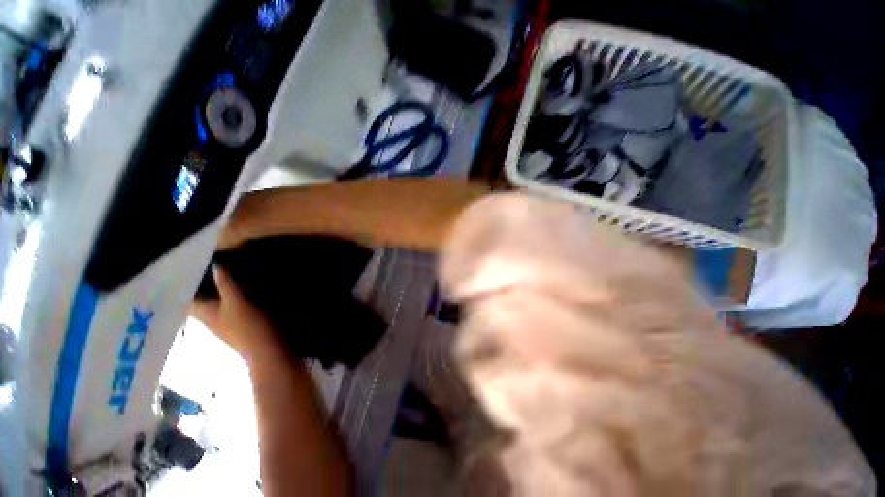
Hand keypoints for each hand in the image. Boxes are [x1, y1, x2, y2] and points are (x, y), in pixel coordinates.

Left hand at [191, 266, 280, 362]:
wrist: (269, 350)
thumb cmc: (248, 327)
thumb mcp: (237, 302)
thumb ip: (226, 284)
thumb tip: (216, 265)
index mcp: (203, 312)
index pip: (186, 295)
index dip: (185, 281)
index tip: (190, 264)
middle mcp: (211, 315)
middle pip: (203, 295)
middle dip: (206, 280)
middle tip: (214, 261)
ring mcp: (227, 318)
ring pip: (220, 298)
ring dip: (224, 285)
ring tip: (232, 267)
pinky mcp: (243, 320)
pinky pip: (235, 302)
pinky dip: (238, 292)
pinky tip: (248, 283)